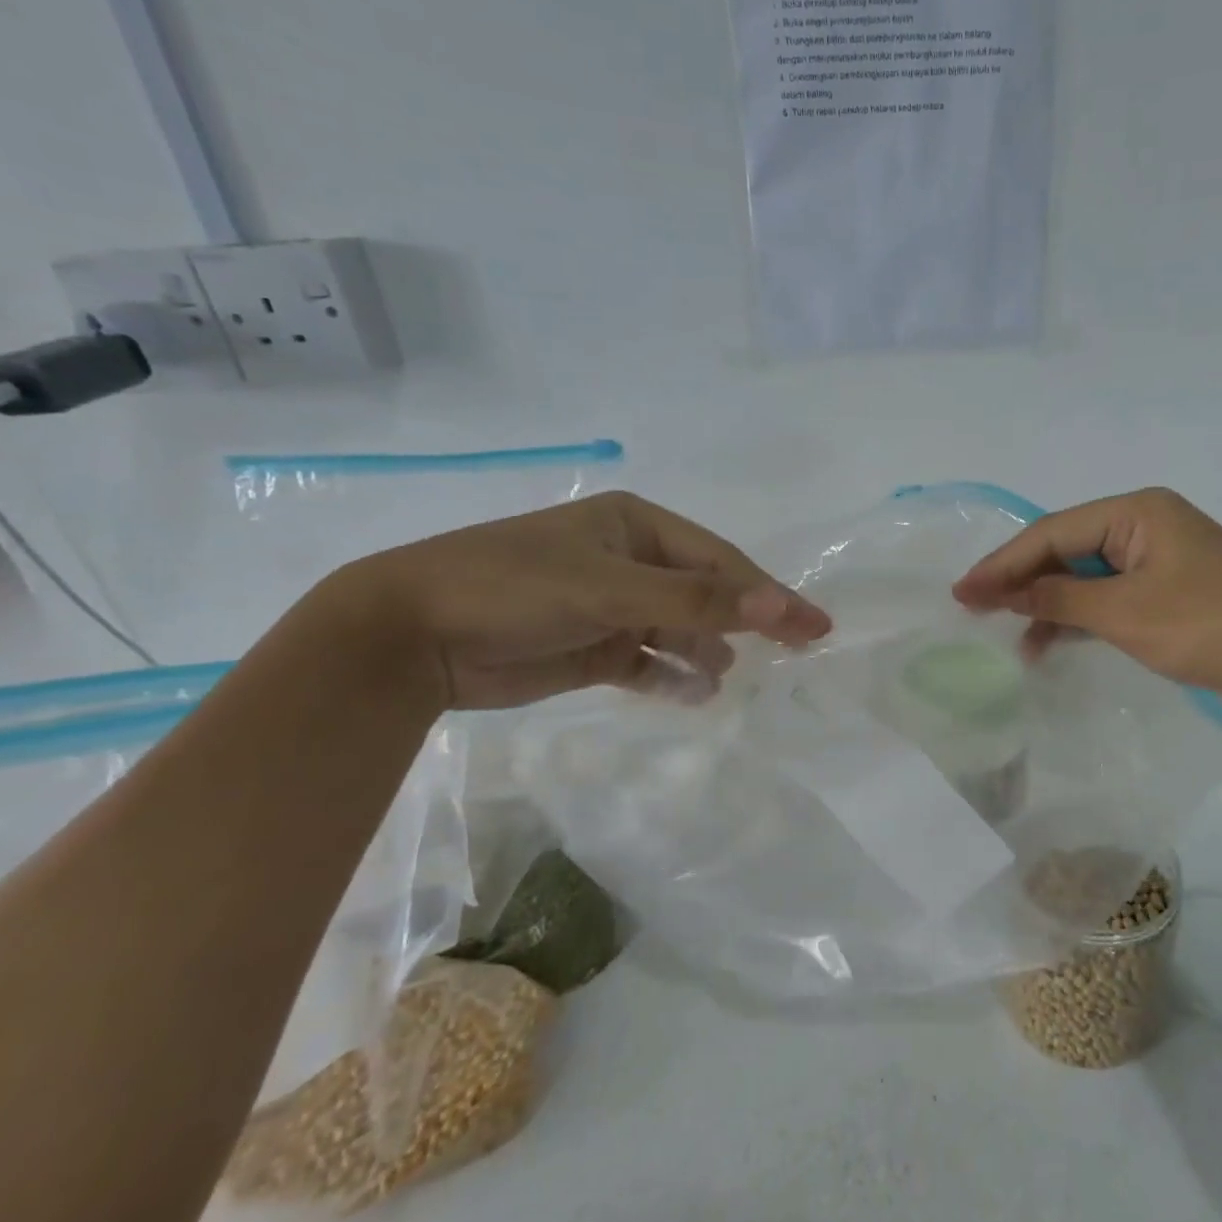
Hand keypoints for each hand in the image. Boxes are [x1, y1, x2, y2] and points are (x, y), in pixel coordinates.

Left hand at [325, 492, 831, 710]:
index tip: (814, 627)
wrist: (407, 637)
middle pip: (709, 592)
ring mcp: (612, 606)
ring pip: (682, 629)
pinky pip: (650, 663)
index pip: (721, 562)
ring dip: (709, 651)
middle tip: (797, 652)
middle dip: (749, 620)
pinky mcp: (594, 648)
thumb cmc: (513, 589)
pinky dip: (674, 678)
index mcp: (637, 527)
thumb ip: (695, 599)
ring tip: (728, 678)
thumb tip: (777, 605)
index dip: (770, 593)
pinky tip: (696, 695)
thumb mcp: (609, 588)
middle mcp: (630, 561)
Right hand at [952, 488, 1221, 721]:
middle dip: (1021, 582)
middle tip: (973, 609)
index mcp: (1136, 513)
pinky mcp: (1168, 596)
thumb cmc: (1211, 624)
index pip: (1053, 533)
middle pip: (1065, 551)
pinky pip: (1108, 600)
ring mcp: (1158, 562)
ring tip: (1007, 636)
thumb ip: (1059, 599)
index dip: (1003, 564)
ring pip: (1084, 578)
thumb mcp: (1125, 613)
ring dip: (1047, 605)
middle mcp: (1144, 528)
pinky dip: (1078, 620)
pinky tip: (1047, 643)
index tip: (961, 592)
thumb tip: (1003, 592)